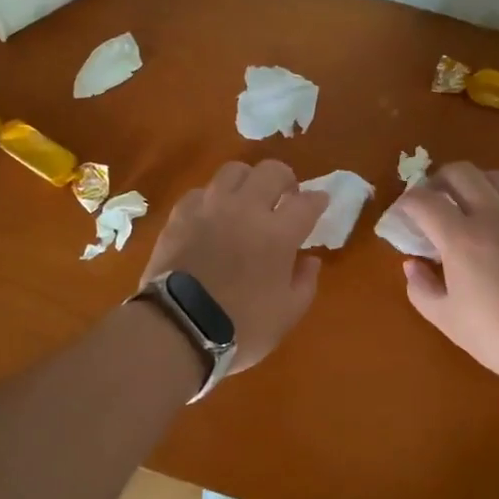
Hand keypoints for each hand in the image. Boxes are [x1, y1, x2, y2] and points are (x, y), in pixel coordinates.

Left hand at [140, 160, 329, 371]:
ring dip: (247, 181)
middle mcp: (246, 209)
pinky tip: (213, 215)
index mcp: (278, 233)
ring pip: (234, 171)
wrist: (178, 328)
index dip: (317, 200)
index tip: (319, 202)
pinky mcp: (181, 214)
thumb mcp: (287, 314)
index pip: (306, 202)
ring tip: (247, 198)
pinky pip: (201, 192)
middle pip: (271, 171)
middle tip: (285, 196)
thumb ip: (304, 282)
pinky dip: (212, 199)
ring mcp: (210, 207)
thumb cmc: (240, 327)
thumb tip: (310, 259)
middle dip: (285, 179)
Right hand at [396, 163, 498, 395]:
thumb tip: (412, 265)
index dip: (406, 203)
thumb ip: (423, 290)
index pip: (423, 200)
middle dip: (439, 180)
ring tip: (473, 206)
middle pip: (460, 172)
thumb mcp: (449, 322)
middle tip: (434, 201)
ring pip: (497, 177)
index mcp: (461, 237)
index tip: (402, 216)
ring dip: (477, 184)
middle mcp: (493, 214)